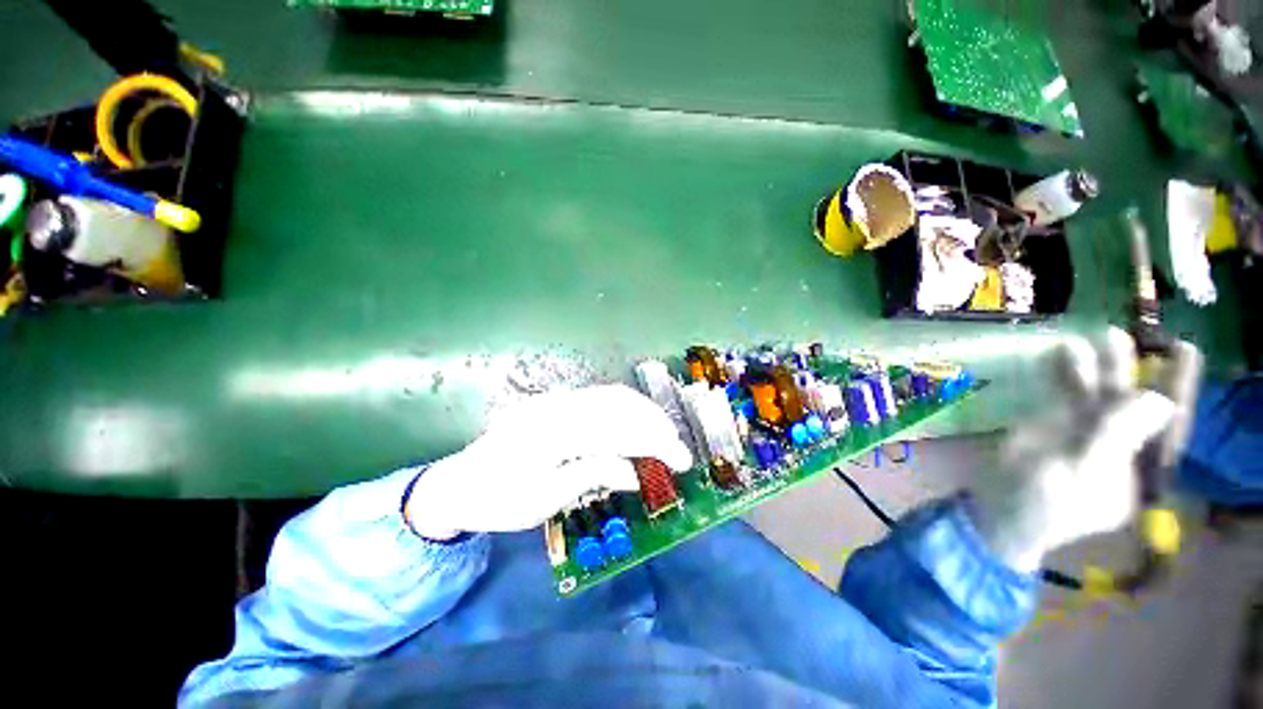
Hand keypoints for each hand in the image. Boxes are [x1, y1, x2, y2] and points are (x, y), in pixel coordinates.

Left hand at [405, 385, 693, 540]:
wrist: (460, 483)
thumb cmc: (499, 500)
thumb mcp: (544, 500)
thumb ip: (592, 475)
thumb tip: (635, 471)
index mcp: (553, 431)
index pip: (618, 429)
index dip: (655, 443)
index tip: (681, 462)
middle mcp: (558, 405)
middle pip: (619, 403)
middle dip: (655, 424)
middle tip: (678, 450)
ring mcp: (556, 399)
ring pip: (612, 396)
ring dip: (644, 414)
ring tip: (664, 437)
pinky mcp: (557, 402)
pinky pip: (600, 398)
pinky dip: (626, 410)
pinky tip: (637, 426)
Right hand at [972, 328, 1179, 571]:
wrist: (996, 508)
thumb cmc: (1041, 503)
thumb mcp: (1080, 473)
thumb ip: (1115, 438)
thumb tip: (1157, 400)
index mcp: (1139, 468)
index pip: (1167, 425)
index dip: (1177, 387)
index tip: (1182, 349)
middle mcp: (1121, 446)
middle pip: (1132, 403)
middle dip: (1133, 370)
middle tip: (1130, 335)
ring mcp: (1088, 433)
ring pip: (1099, 394)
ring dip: (1099, 366)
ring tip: (1098, 335)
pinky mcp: (1057, 424)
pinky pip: (1066, 393)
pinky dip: (1064, 373)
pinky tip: (1061, 352)